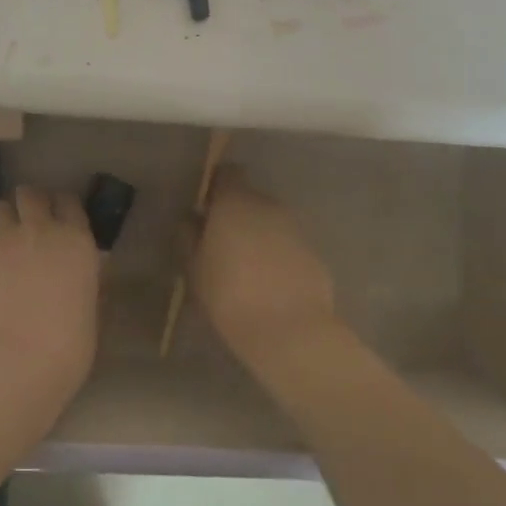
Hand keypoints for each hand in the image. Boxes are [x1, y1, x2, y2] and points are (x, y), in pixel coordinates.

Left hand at [0, 185, 100, 421]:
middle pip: (30, 194)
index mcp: (75, 241)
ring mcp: (1, 239)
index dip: (62, 208)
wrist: (15, 363)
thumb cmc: (67, 348)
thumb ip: (82, 280)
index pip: (69, 202)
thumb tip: (76, 274)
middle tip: (27, 226)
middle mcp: (39, 229)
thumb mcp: (90, 309)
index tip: (59, 219)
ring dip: (2, 224)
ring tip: (0, 248)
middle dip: (28, 204)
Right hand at [189, 167, 344, 373]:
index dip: (216, 186)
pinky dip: (278, 256)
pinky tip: (269, 284)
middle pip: (249, 199)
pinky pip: (288, 246)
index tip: (205, 207)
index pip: (227, 173)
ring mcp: (296, 229)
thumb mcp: (194, 269)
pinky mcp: (315, 254)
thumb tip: (191, 220)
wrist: (291, 332)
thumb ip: (189, 238)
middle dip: (236, 215)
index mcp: (235, 202)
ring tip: (245, 266)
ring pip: (270, 223)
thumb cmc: (230, 296)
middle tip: (221, 242)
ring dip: (258, 235)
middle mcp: (268, 206)